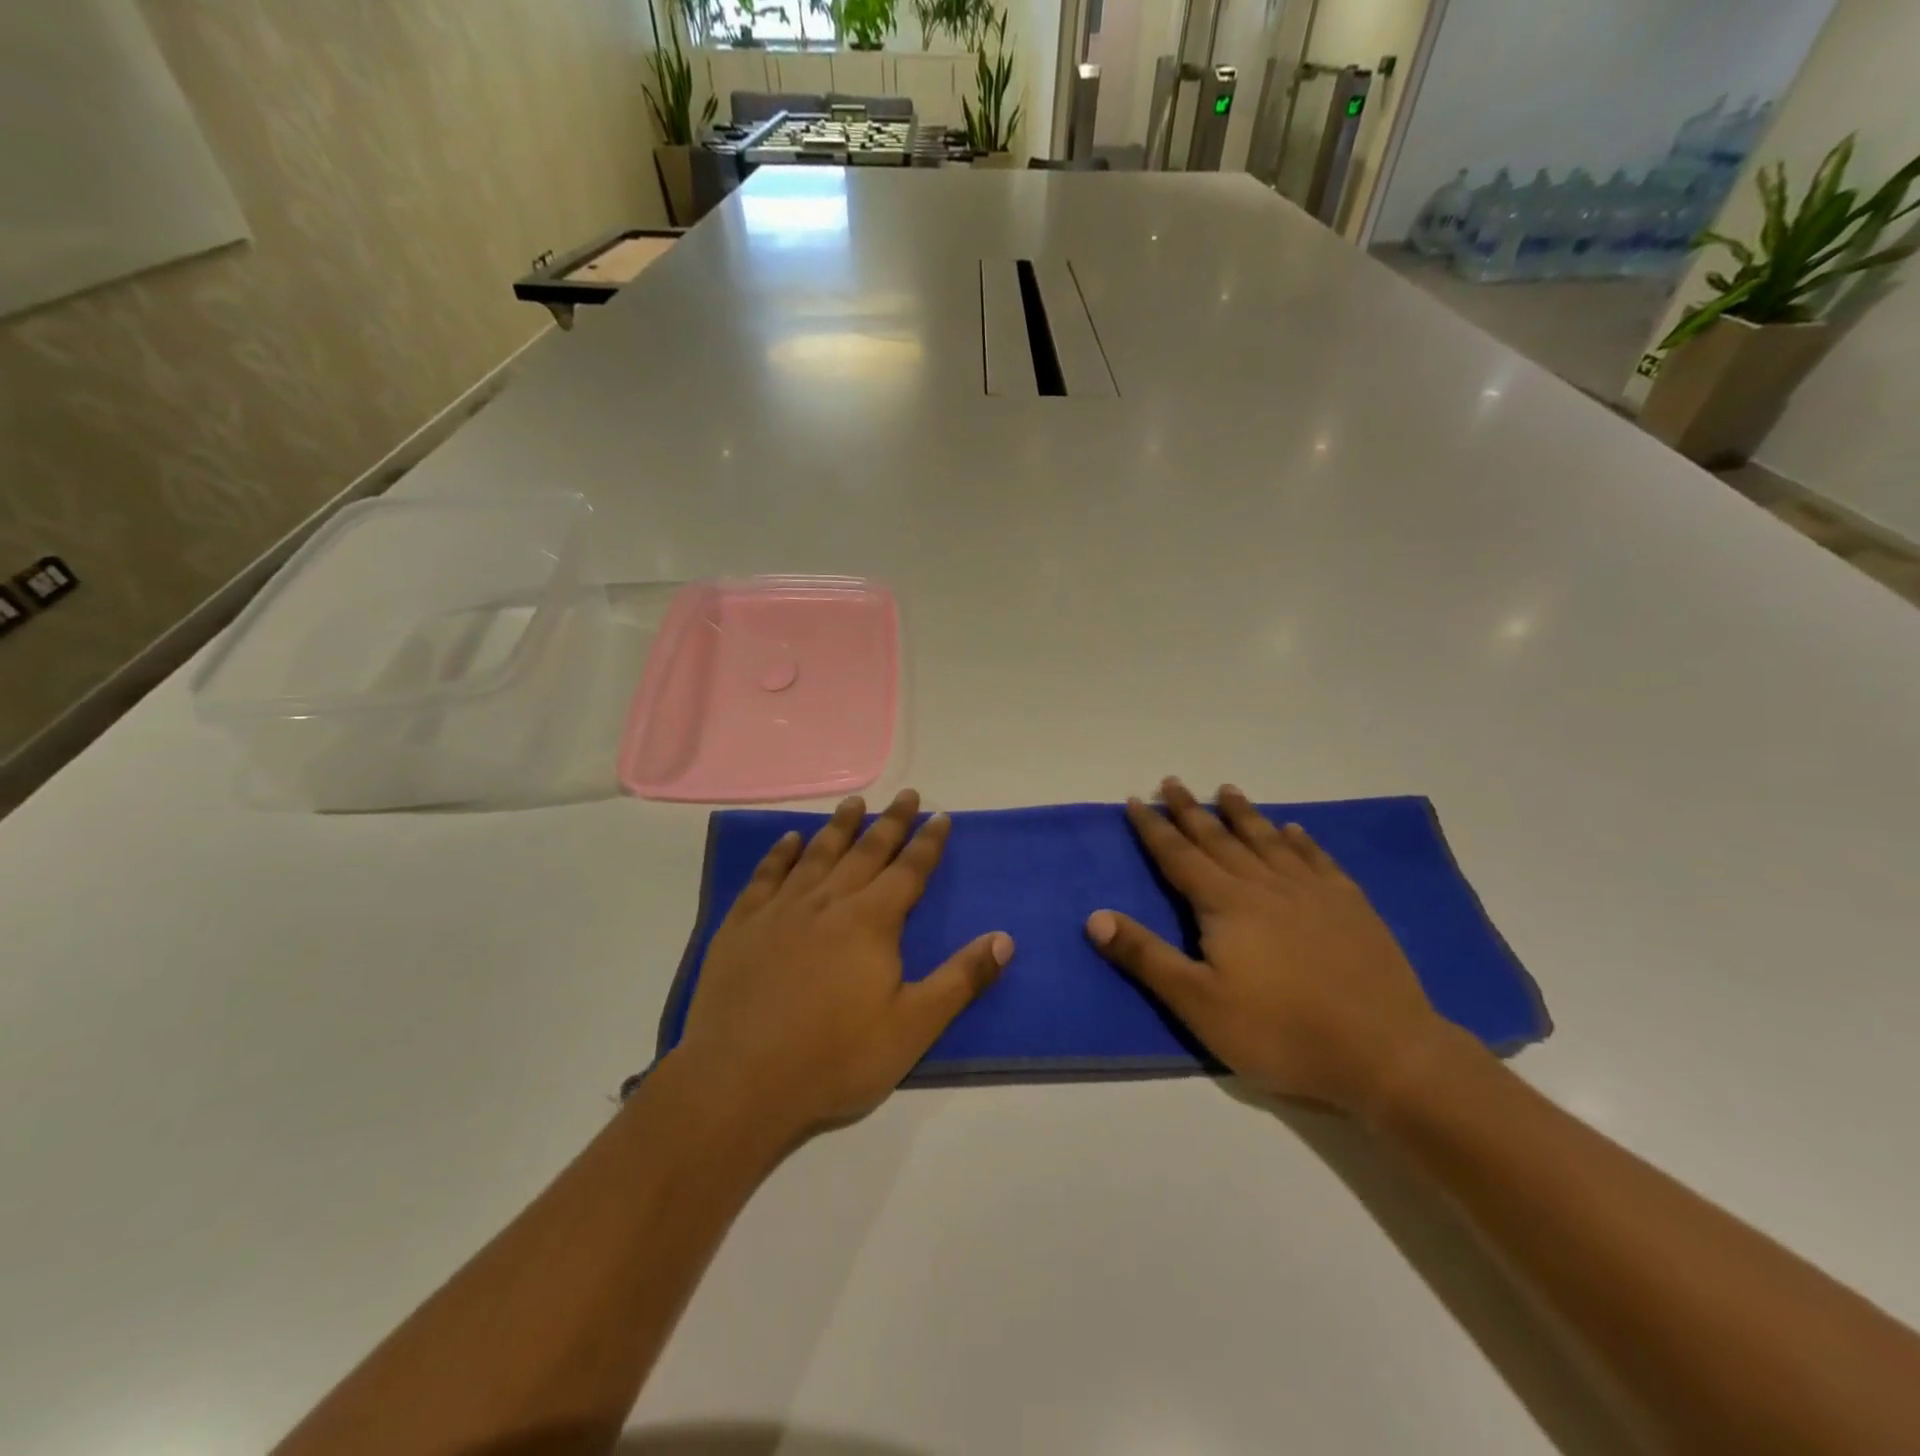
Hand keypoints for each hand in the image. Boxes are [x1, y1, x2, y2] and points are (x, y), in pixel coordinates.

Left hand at [672, 789, 1013, 1141]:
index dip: (928, 843)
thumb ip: (961, 979)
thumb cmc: (835, 1058)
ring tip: (854, 802)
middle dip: (890, 822)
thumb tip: (1005, 938)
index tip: (940, 815)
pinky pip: (765, 876)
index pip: (909, 870)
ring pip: (817, 855)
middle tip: (906, 794)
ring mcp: (780, 910)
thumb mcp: (913, 1027)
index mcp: (871, 922)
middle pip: (866, 851)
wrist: (740, 1082)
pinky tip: (790, 840)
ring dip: (839, 826)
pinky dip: (780, 854)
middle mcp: (828, 902)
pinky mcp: (742, 926)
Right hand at [1086, 779, 1460, 1116]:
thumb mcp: (1198, 1003)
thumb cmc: (1280, 1031)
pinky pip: (1317, 859)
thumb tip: (1095, 916)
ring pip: (1268, 840)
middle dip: (1190, 810)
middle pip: (1219, 838)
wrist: (1385, 1052)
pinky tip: (1294, 829)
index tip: (1134, 800)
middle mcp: (1265, 885)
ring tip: (1227, 790)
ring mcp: (1312, 892)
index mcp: (1225, 904)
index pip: (1178, 856)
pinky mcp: (1350, 906)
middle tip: (1172, 782)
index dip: (1153, 828)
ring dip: (1243, 814)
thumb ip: (1146, 956)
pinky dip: (1301, 840)